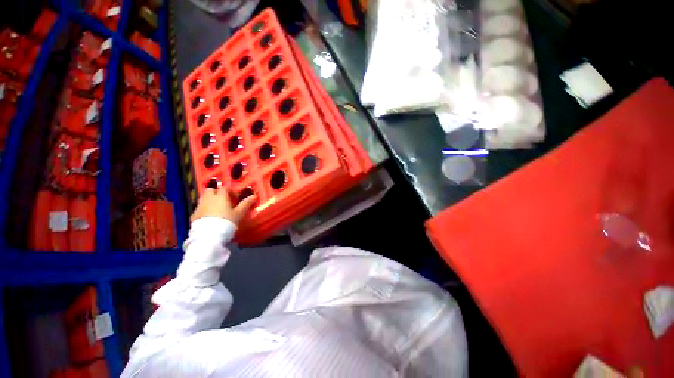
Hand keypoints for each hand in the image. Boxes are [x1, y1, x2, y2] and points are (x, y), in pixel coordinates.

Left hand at [190, 187, 256, 225]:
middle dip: (217, 193)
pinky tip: (209, 216)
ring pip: (204, 198)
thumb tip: (255, 196)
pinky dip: (204, 209)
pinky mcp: (193, 214)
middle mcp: (208, 198)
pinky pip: (199, 208)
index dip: (231, 191)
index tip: (235, 198)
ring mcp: (199, 206)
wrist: (209, 235)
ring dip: (210, 200)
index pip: (225, 188)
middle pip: (211, 190)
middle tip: (224, 201)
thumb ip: (246, 203)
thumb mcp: (239, 213)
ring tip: (216, 208)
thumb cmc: (227, 221)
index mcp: (220, 196)